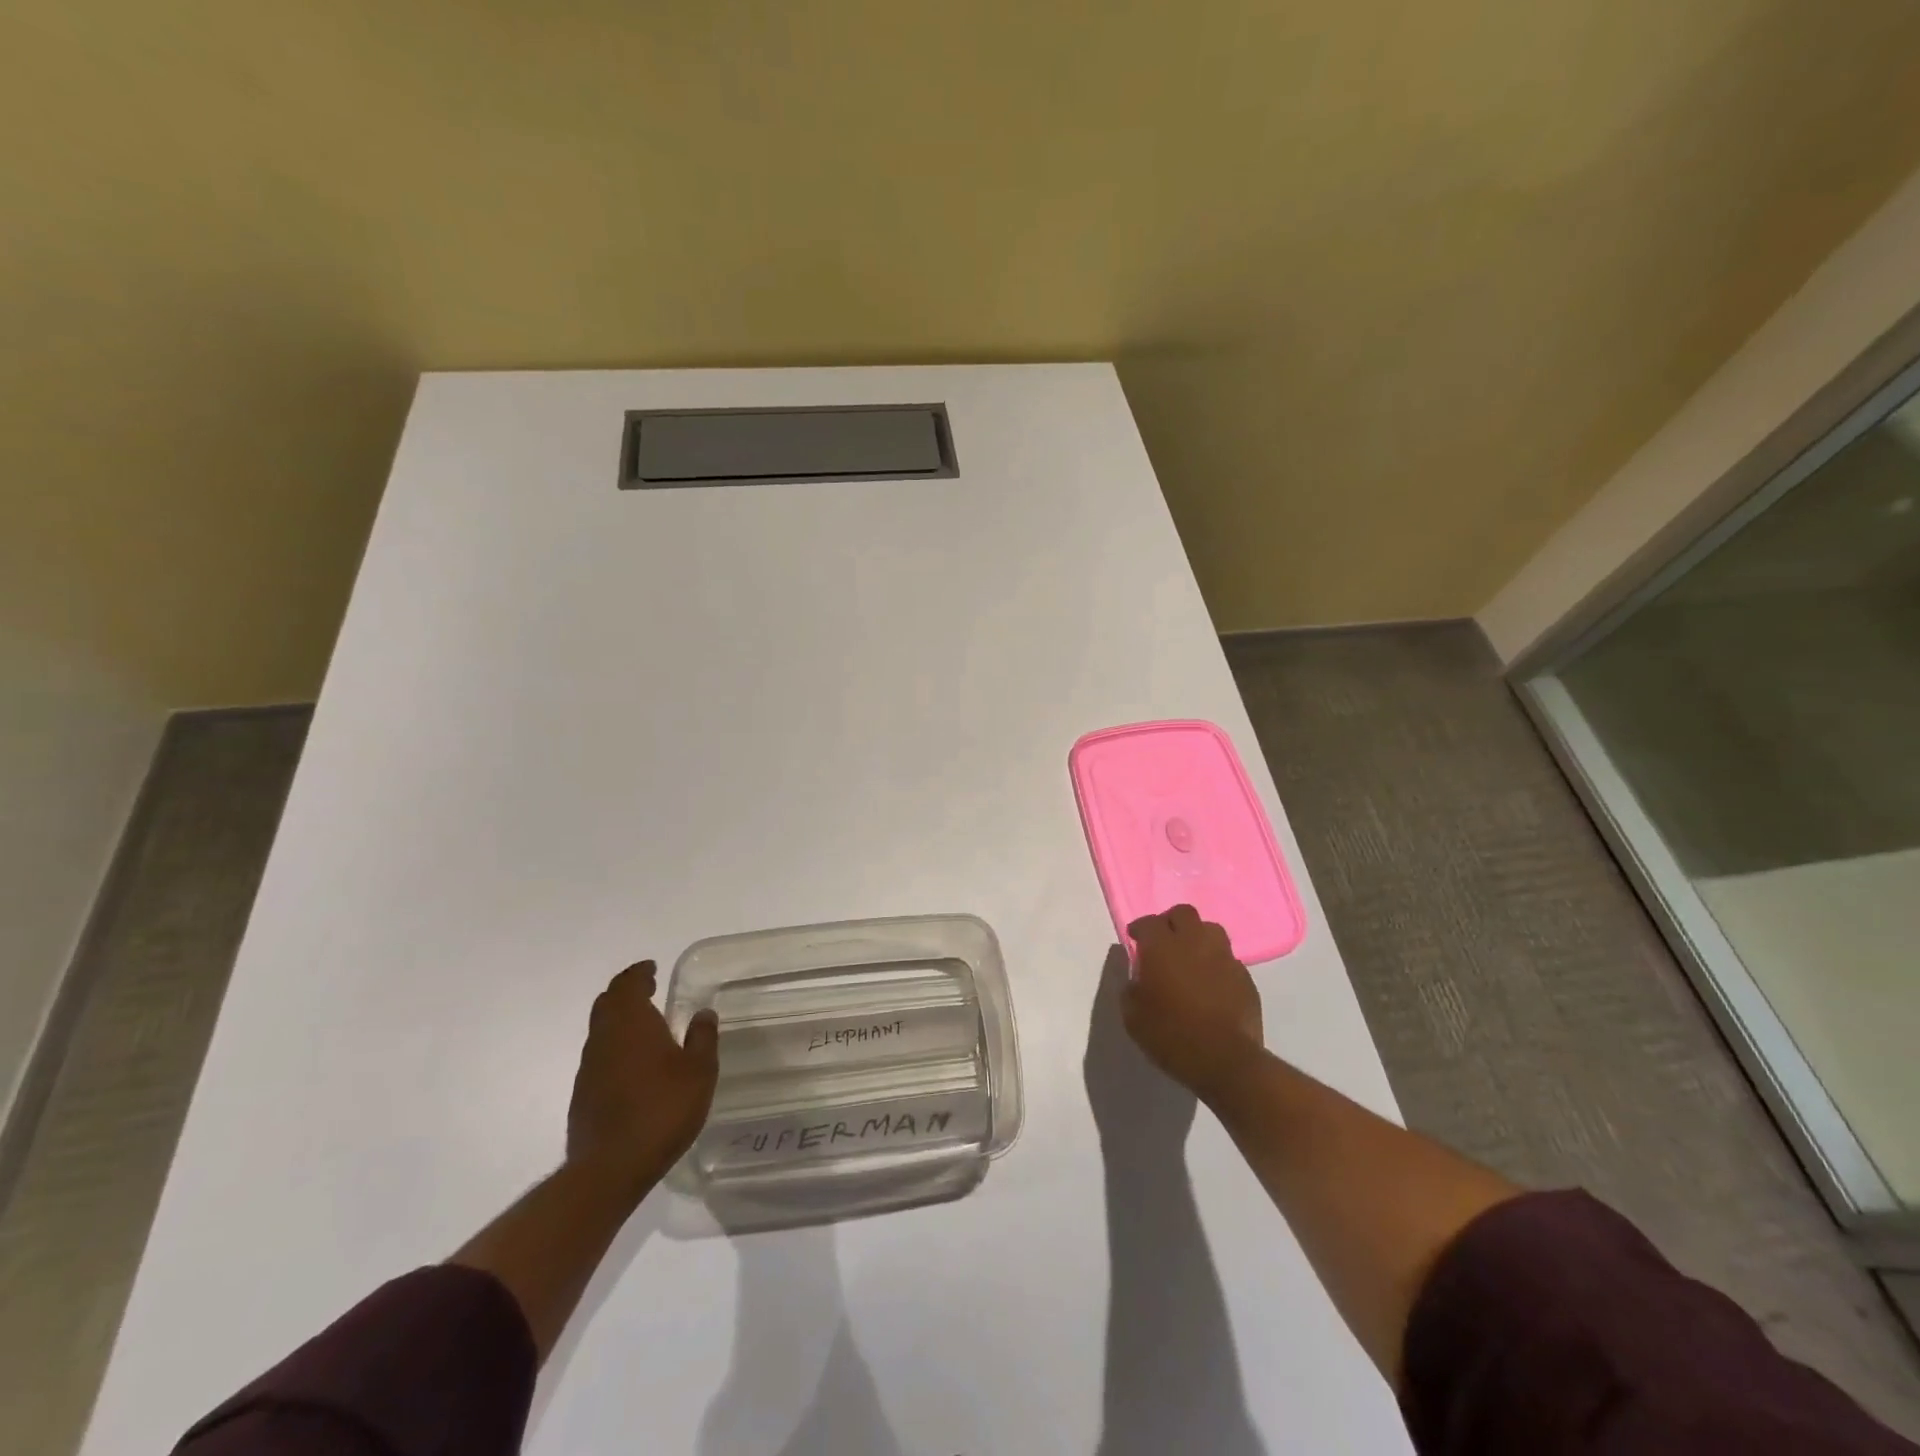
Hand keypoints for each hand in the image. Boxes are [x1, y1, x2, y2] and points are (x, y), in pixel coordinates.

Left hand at [566, 960, 718, 1197]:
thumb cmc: (662, 1109)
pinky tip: (634, 1066)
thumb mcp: (699, 1071)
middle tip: (647, 990)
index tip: (651, 968)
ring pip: (600, 1031)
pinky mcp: (582, 1096)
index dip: (639, 973)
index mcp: (631, 1022)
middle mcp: (604, 1038)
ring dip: (619, 1022)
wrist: (610, 1168)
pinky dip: (615, 1049)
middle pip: (607, 1003)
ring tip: (645, 1028)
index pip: (628, 984)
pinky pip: (599, 1058)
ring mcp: (589, 1068)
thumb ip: (702, 1038)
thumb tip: (702, 1013)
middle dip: (625, 993)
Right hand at [1123, 905, 1263, 1102]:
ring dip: (1197, 937)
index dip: (1140, 928)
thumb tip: (1136, 977)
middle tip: (1163, 941)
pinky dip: (1215, 963)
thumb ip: (1130, 988)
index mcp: (1163, 947)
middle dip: (1171, 922)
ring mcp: (1224, 957)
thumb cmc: (1171, 1036)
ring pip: (1210, 930)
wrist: (1226, 1061)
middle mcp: (1194, 942)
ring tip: (1190, 957)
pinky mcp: (1245, 976)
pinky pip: (1227, 958)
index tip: (1135, 939)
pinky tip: (1210, 982)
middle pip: (1183, 913)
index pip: (1149, 922)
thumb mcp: (1133, 1017)